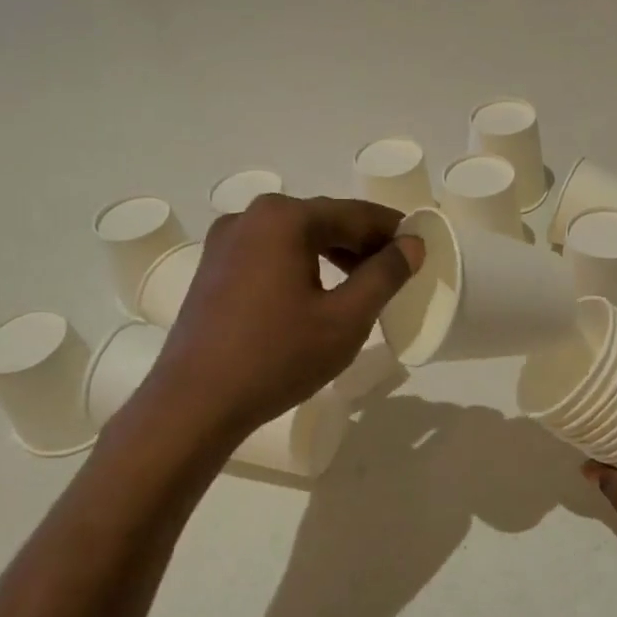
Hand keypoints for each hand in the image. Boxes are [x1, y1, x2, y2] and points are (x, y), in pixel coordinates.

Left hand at [137, 195, 421, 442]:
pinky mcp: (214, 267)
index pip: (355, 214)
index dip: (392, 230)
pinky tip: (317, 294)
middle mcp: (251, 216)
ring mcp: (226, 241)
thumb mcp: (345, 319)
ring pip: (296, 237)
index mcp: (284, 218)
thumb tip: (412, 244)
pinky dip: (302, 265)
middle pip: (323, 220)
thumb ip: (384, 276)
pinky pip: (271, 254)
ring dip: (333, 254)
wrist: (195, 402)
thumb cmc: (278, 357)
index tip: (421, 247)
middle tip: (396, 271)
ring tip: (363, 284)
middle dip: (363, 243)